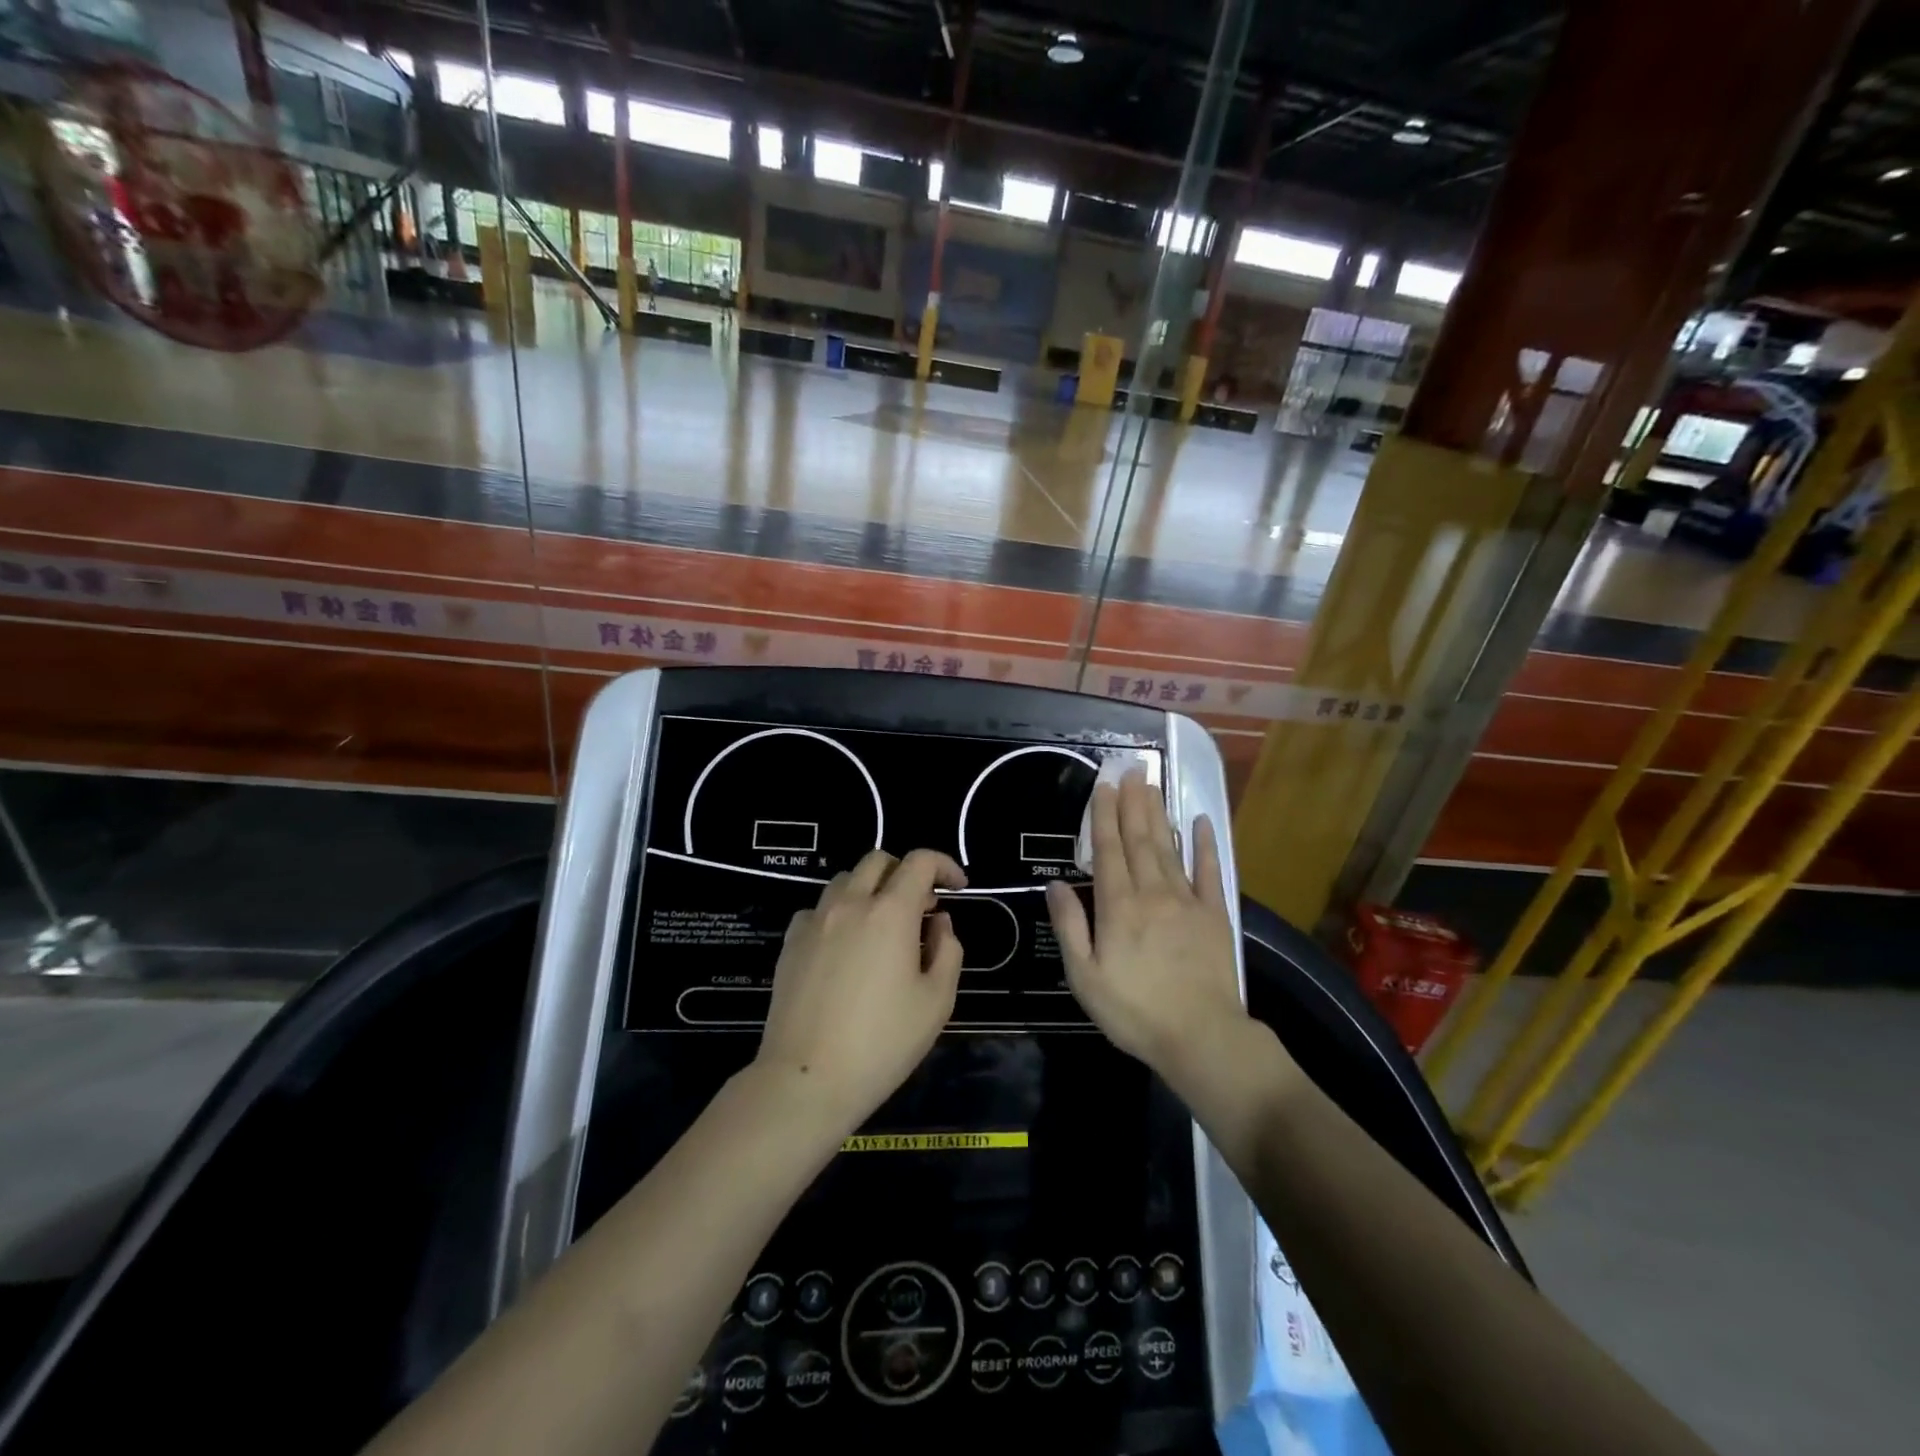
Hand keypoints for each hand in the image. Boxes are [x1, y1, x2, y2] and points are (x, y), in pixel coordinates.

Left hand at [755, 849, 966, 1132]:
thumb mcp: (937, 1001)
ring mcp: (814, 920)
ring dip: (871, 890)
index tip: (958, 888)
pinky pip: (819, 908)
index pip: (920, 861)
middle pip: (878, 860)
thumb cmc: (882, 1043)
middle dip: (906, 872)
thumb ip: (948, 950)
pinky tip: (846, 947)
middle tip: (921, 908)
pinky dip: (840, 912)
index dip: (944, 865)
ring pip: (846, 880)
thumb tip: (938, 921)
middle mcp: (850, 903)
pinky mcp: (790, 941)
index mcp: (890, 912)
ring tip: (883, 928)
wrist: (807, 1079)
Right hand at [1045, 771, 1245, 1086]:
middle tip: (1131, 770)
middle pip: (1139, 840)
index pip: (1108, 851)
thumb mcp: (1084, 976)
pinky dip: (1205, 844)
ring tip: (1151, 786)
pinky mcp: (1214, 915)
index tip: (1103, 786)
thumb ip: (1070, 926)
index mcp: (1118, 907)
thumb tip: (1054, 884)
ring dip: (1158, 814)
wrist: (1201, 1036)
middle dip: (1132, 803)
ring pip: (1168, 848)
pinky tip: (1201, 821)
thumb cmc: (1134, 1010)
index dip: (1104, 816)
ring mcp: (1187, 901)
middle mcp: (1152, 893)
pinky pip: (1209, 871)